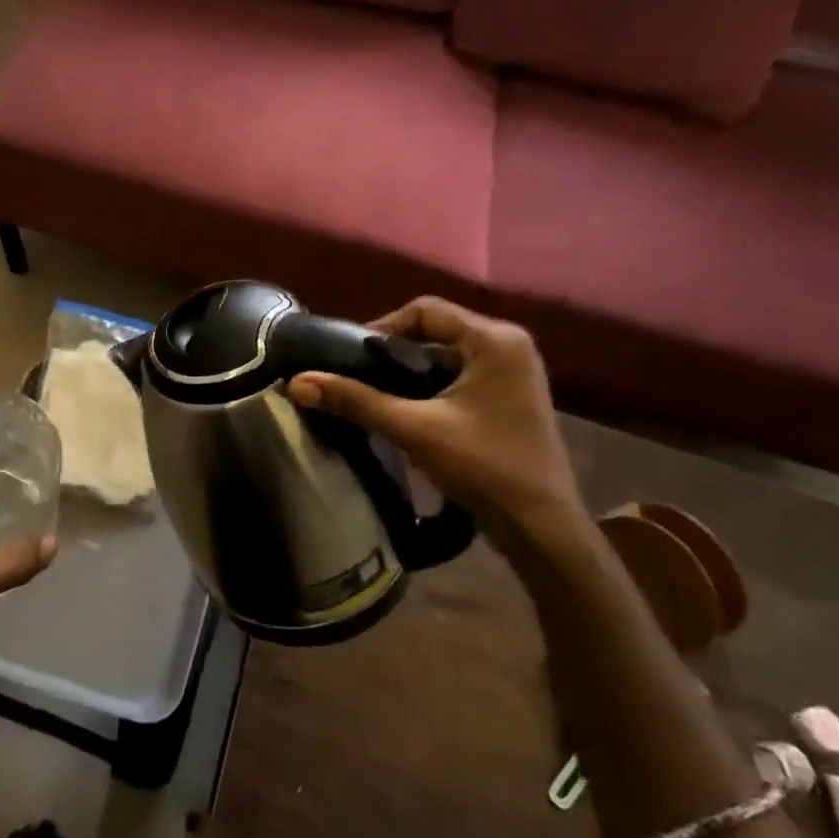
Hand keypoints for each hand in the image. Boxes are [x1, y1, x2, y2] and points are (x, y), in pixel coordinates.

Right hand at [286, 297, 583, 531]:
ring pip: (443, 355)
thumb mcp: (414, 429)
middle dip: (392, 353)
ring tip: (373, 395)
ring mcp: (512, 372)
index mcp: (495, 339)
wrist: (541, 527)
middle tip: (356, 377)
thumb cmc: (485, 467)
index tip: (349, 357)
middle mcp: (508, 345)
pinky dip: (428, 386)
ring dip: (408, 372)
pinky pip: (458, 375)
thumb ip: (355, 401)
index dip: (381, 327)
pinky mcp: (508, 396)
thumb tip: (297, 383)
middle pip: (434, 331)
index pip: (424, 310)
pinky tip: (405, 411)